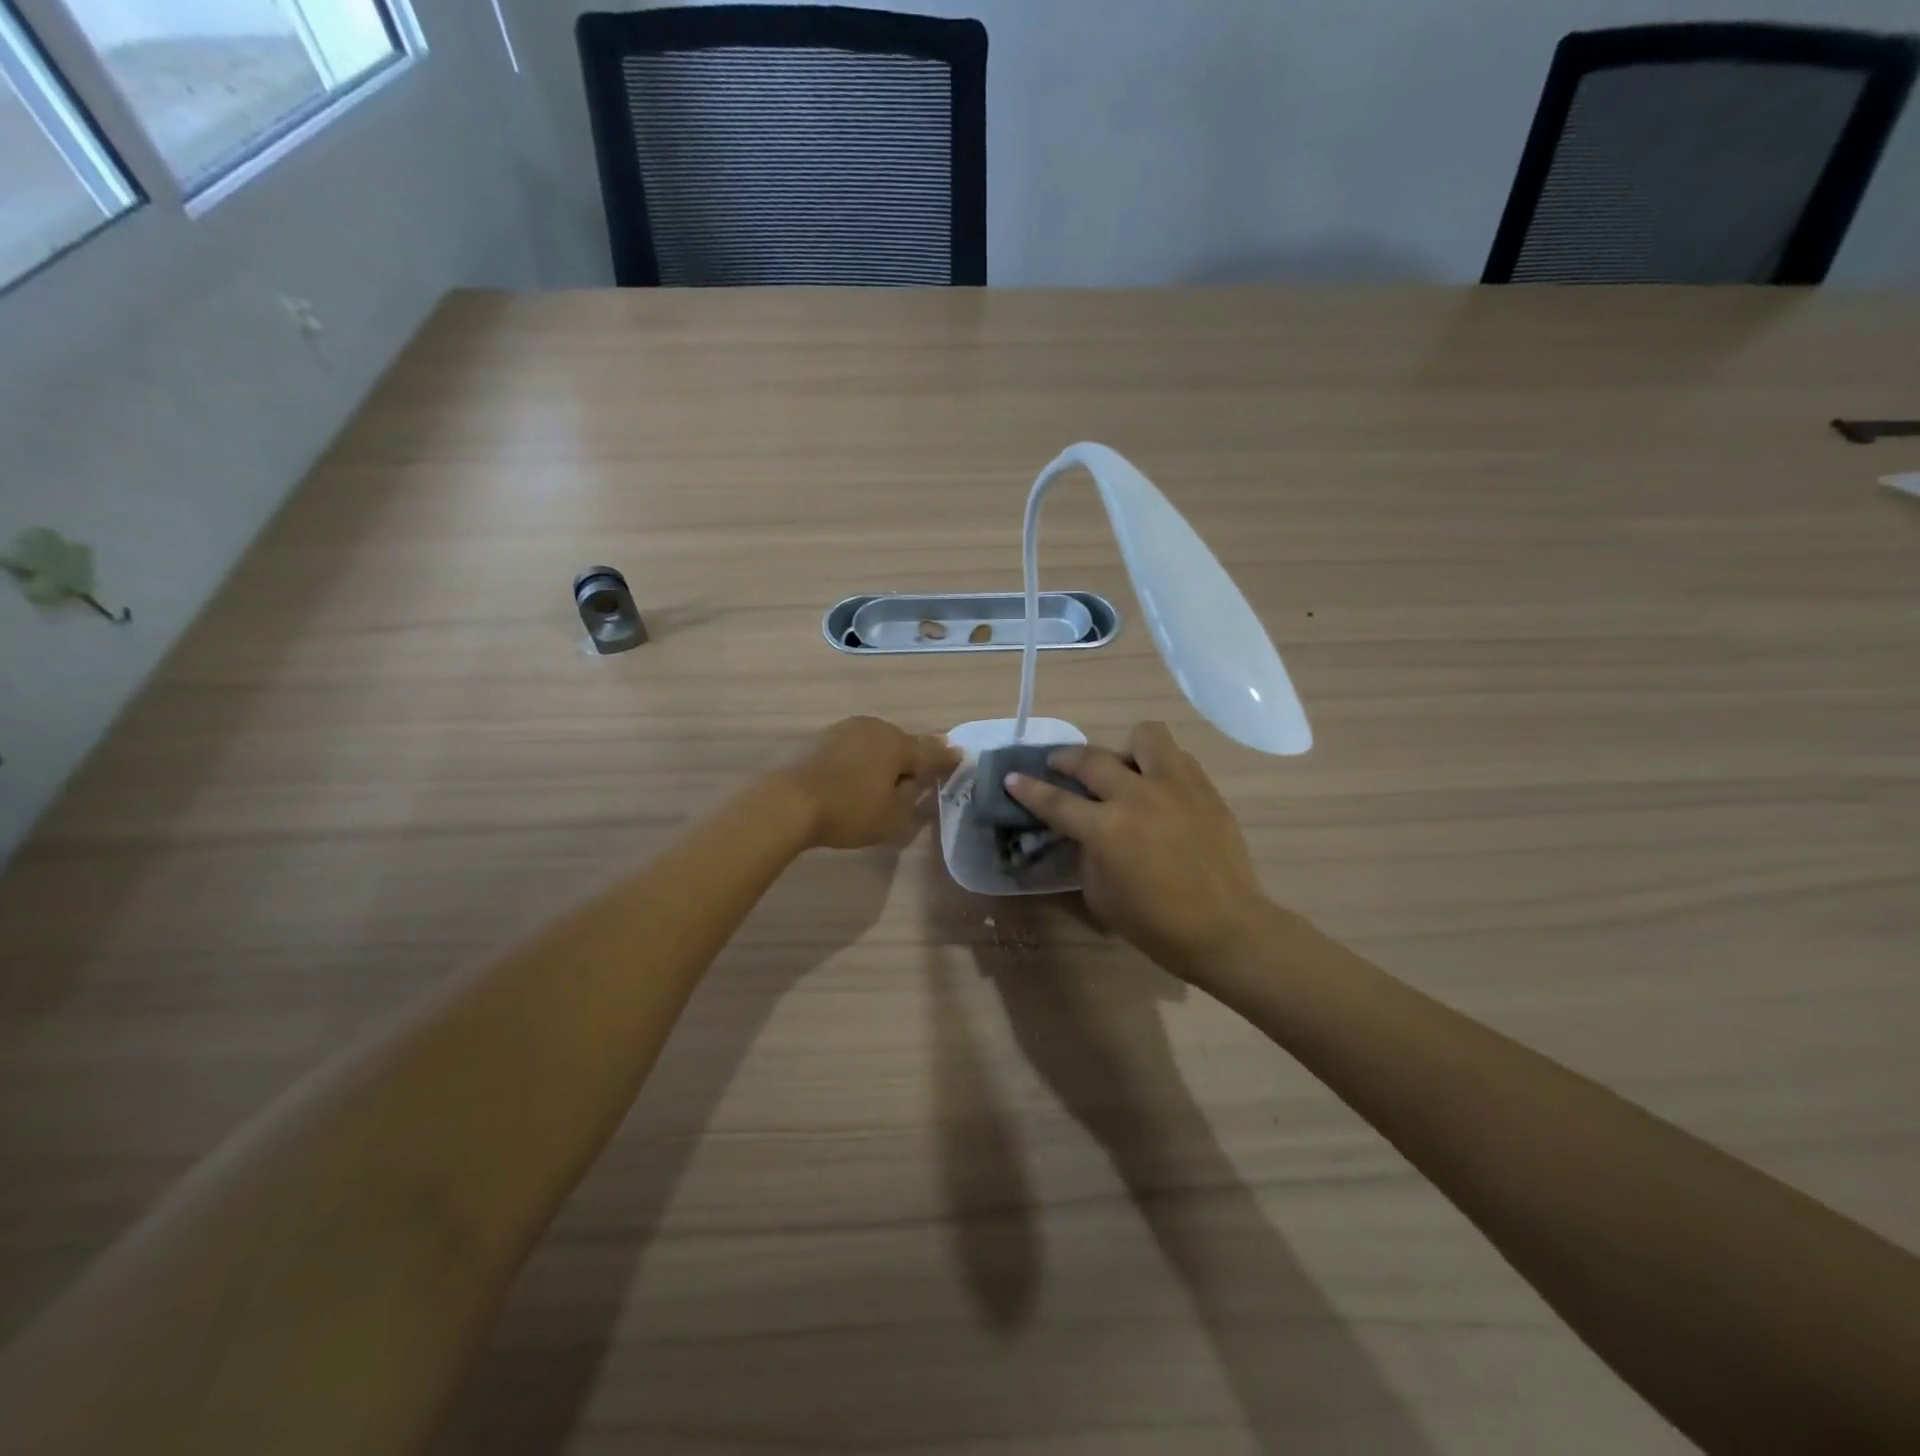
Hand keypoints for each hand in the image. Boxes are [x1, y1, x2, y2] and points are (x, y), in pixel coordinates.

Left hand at [779, 716, 959, 850]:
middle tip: (917, 773)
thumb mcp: (892, 814)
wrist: (788, 800)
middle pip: (902, 743)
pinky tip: (855, 773)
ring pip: (876, 741)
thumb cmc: (849, 811)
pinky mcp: (822, 737)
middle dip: (912, 756)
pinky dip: (860, 757)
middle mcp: (877, 729)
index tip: (959, 757)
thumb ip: (913, 794)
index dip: (946, 758)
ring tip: (884, 775)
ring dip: (883, 756)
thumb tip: (919, 779)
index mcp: (899, 745)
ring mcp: (847, 729)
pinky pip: (853, 746)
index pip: (931, 752)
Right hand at [1005, 722, 1269, 972]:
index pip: (1055, 801)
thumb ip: (1087, 854)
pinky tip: (1158, 788)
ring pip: (1144, 736)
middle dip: (1065, 759)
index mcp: (1106, 829)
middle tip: (1058, 765)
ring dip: (1125, 748)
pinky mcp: (1204, 788)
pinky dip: (1159, 766)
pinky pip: (1176, 757)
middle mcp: (1136, 796)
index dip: (1029, 789)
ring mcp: (1175, 786)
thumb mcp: (1100, 894)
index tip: (1012, 777)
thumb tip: (1085, 832)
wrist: (1225, 928)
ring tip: (1124, 769)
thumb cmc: (1156, 924)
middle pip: (1091, 759)